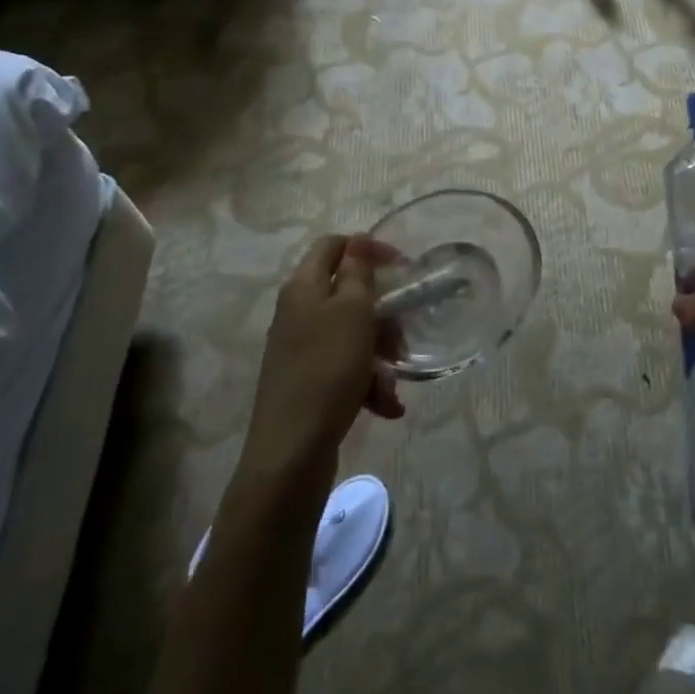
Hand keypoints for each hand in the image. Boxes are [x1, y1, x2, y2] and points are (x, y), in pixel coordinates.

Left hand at [242, 235, 404, 481]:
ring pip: (350, 333)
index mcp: (304, 287)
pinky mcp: (305, 381)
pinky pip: (344, 367)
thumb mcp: (353, 312)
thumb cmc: (328, 370)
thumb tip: (357, 241)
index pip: (333, 245)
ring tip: (396, 377)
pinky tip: (387, 405)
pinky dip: (367, 381)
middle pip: (347, 292)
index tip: (401, 266)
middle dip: (381, 311)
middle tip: (403, 332)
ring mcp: (299, 348)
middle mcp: (297, 312)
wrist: (291, 452)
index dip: (367, 247)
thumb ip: (358, 273)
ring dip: (379, 350)